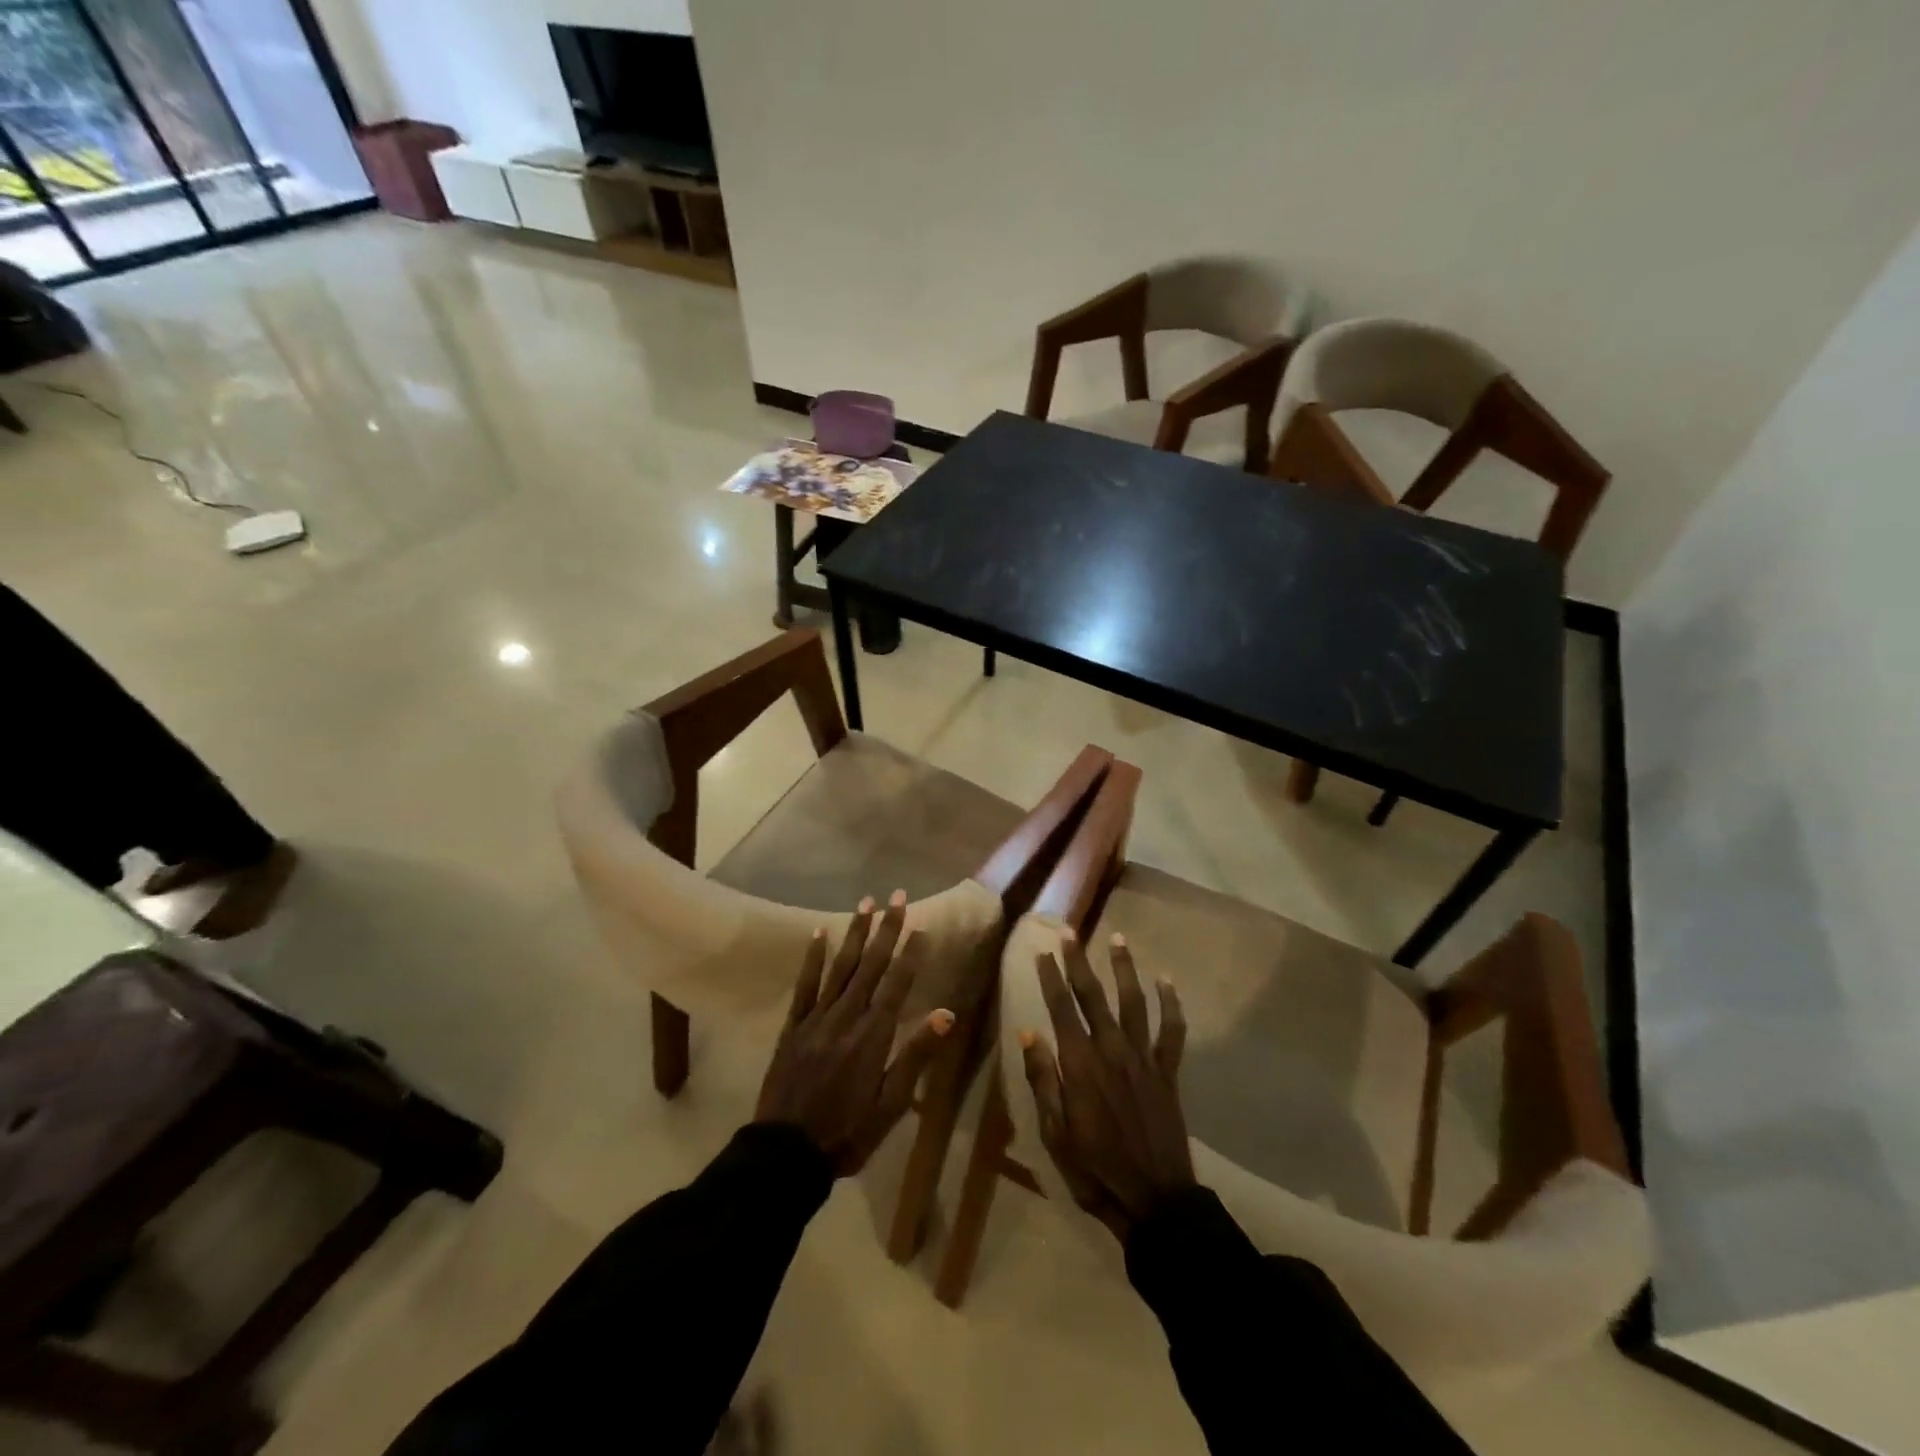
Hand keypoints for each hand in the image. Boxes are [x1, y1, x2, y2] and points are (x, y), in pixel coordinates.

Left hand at [756, 892, 954, 1174]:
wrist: (785, 1153)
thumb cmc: (848, 1133)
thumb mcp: (891, 1103)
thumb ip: (916, 1055)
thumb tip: (946, 1014)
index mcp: (873, 1035)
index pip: (897, 983)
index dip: (911, 953)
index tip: (922, 926)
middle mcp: (846, 1017)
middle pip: (871, 965)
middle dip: (886, 929)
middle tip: (897, 897)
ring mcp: (817, 1018)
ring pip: (841, 966)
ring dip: (855, 933)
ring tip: (866, 902)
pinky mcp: (794, 1026)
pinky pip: (805, 985)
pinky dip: (813, 958)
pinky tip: (818, 934)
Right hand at [1019, 931, 1193, 1239]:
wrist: (1154, 1200)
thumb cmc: (1095, 1170)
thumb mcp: (1055, 1133)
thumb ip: (1043, 1080)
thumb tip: (1029, 1034)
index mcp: (1080, 1065)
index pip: (1061, 1009)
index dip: (1051, 978)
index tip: (1042, 952)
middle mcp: (1111, 1050)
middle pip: (1094, 996)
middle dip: (1079, 962)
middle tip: (1070, 933)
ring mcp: (1143, 1058)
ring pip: (1134, 1002)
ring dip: (1125, 968)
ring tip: (1118, 938)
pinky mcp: (1167, 1072)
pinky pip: (1172, 1031)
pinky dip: (1171, 1005)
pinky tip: (1166, 982)